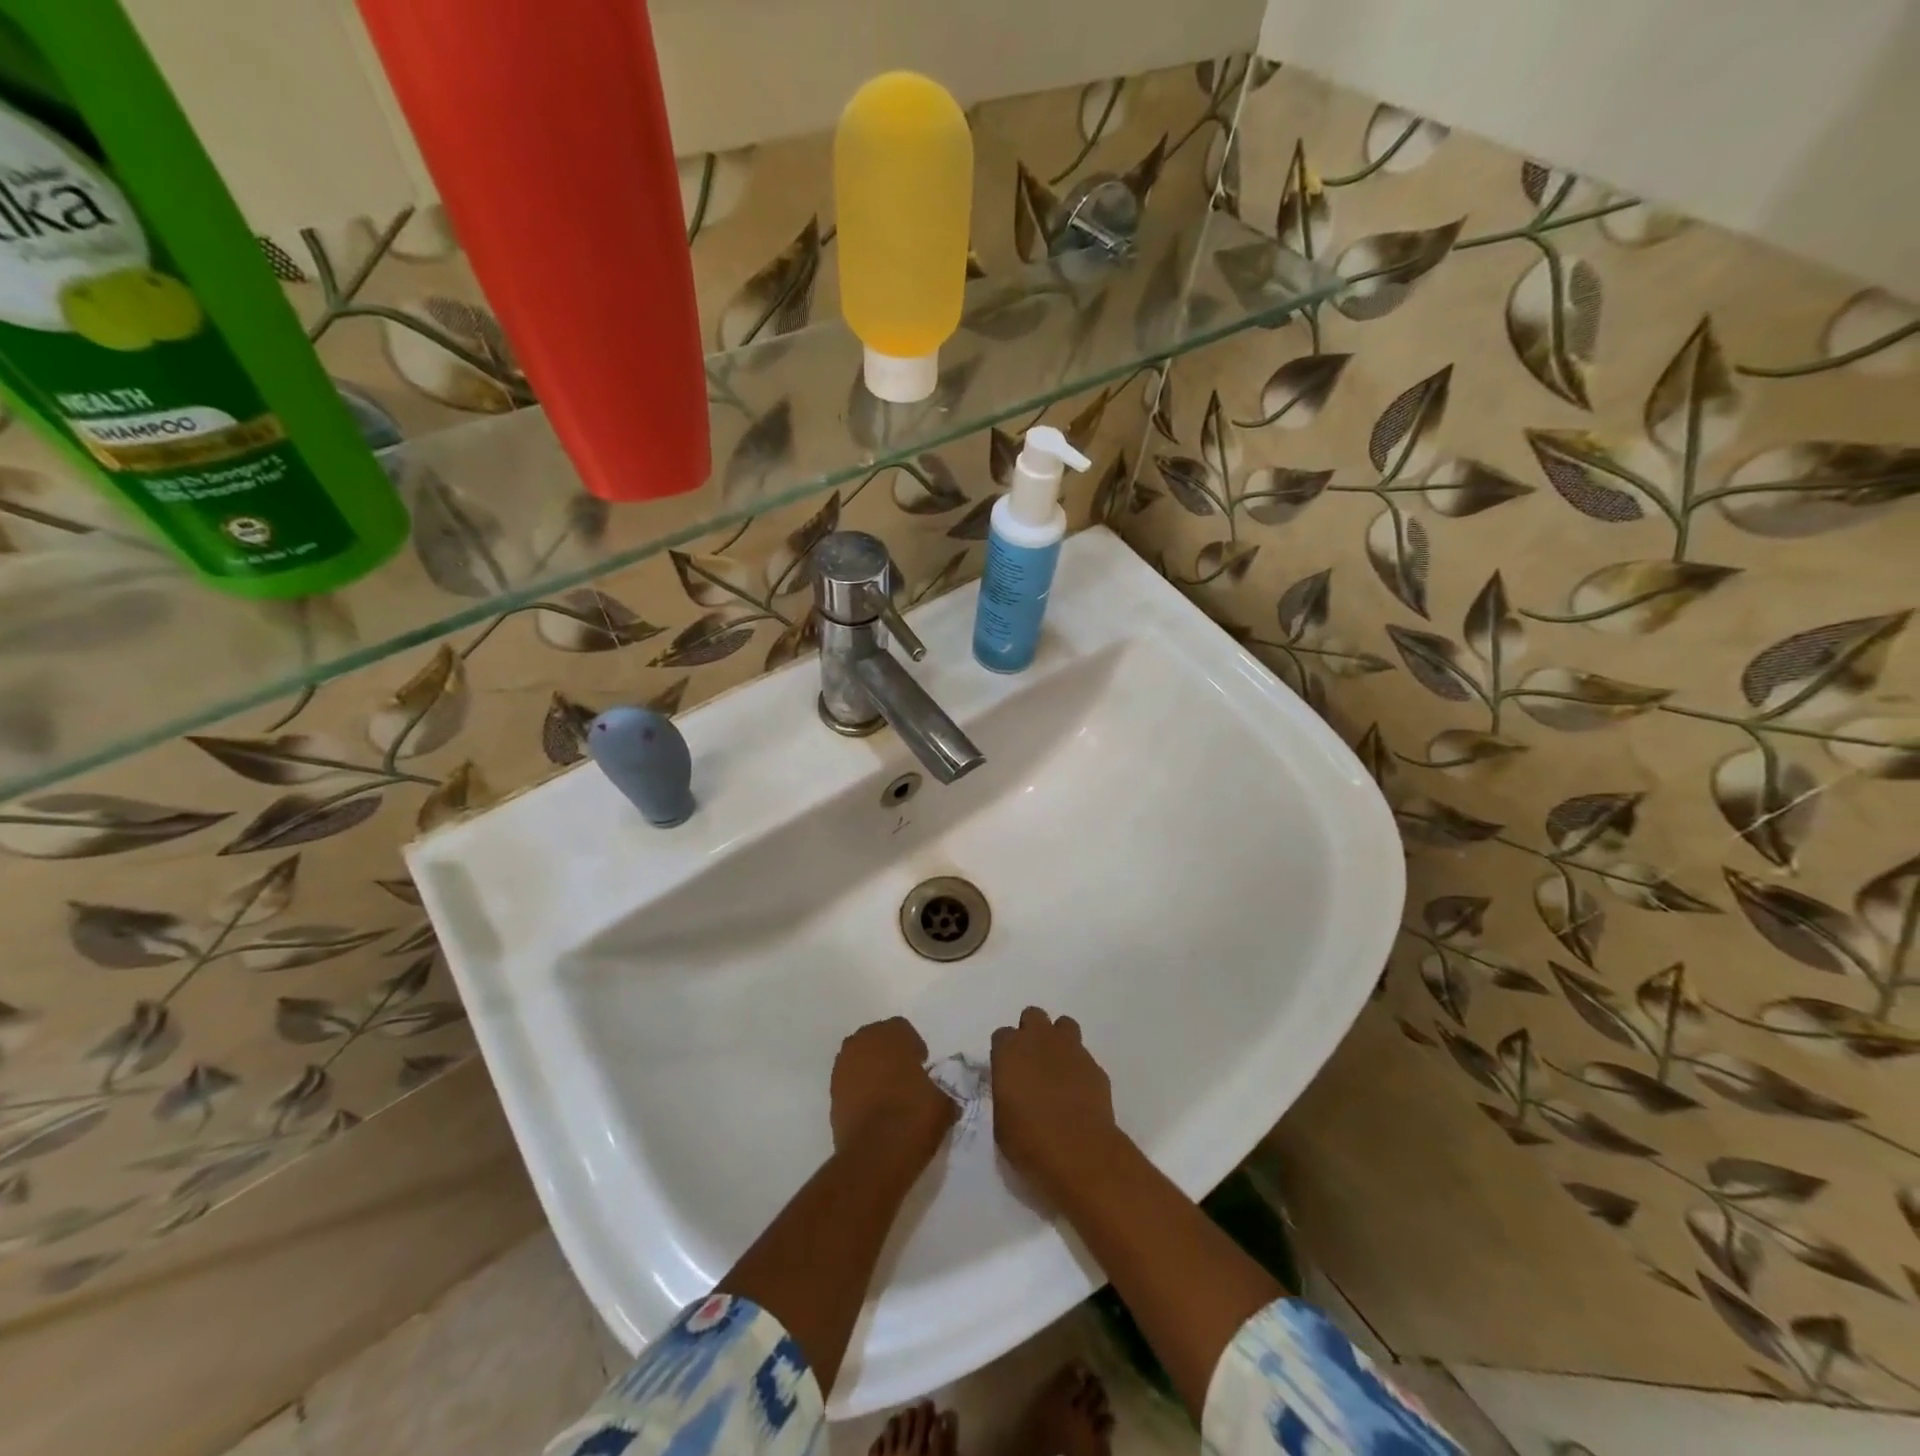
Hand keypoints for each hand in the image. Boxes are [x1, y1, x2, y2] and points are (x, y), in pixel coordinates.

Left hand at [830, 1017, 956, 1161]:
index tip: (922, 1068)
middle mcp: (863, 1042)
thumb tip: (941, 1093)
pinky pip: (850, 1081)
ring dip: (872, 1070)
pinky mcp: (831, 1093)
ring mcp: (843, 1066)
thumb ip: (942, 1087)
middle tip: (905, 1079)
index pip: (903, 1029)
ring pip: (860, 1058)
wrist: (874, 1156)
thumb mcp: (944, 1101)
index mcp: (891, 1034)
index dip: (914, 1048)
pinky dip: (859, 1089)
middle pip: (877, 1040)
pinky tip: (872, 1110)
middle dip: (890, 1054)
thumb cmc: (912, 1117)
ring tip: (887, 1095)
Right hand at [990, 1007, 1118, 1201]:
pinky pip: (1084, 1055)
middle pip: (1033, 1016)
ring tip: (1057, 1067)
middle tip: (1031, 1062)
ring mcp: (1071, 1048)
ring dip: (1058, 1040)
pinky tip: (1078, 1091)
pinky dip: (1079, 1067)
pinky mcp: (1095, 1065)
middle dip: (1031, 1032)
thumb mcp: (1001, 1121)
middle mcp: (1039, 1039)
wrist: (1079, 1151)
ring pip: (1063, 1025)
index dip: (1004, 1052)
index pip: (1002, 1035)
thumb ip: (1005, 1093)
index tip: (1007, 1072)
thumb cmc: (1029, 1140)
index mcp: (1009, 1050)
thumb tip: (1014, 1091)